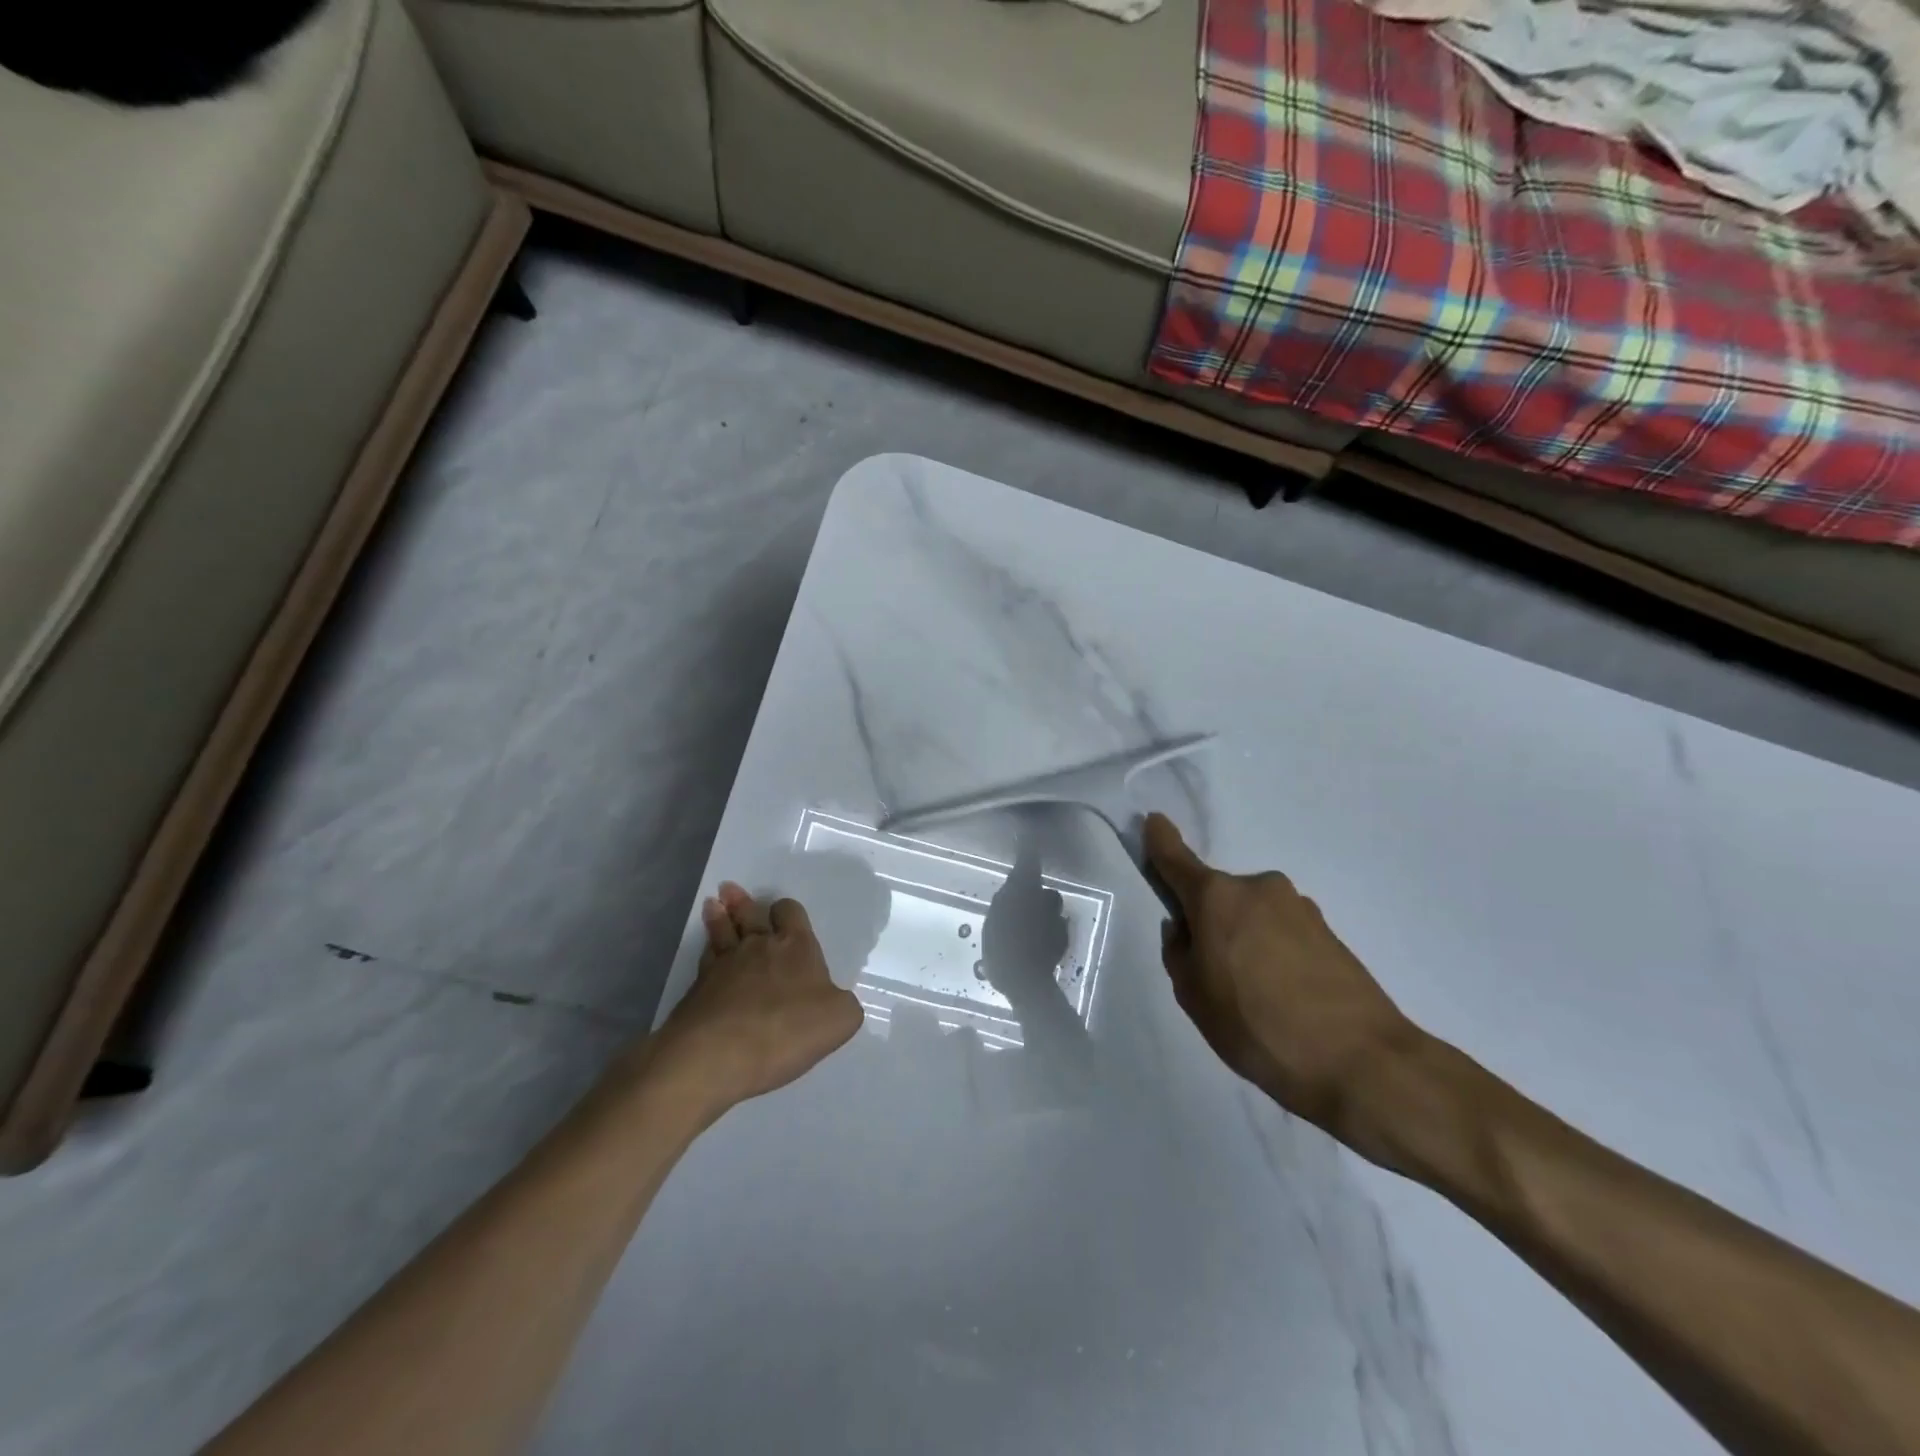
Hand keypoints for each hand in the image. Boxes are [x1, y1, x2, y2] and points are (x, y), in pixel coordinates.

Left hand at [654, 882, 863, 1111]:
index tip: (782, 911)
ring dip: (718, 917)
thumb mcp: (840, 1019)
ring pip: (721, 931)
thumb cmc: (788, 1029)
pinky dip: (706, 952)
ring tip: (713, 905)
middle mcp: (758, 946)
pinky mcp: (697, 990)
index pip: (790, 913)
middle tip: (729, 889)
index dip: (786, 910)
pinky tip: (707, 952)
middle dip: (742, 902)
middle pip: (749, 914)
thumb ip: (843, 1004)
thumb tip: (834, 1000)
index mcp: (796, 946)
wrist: (719, 1053)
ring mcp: (724, 965)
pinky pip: (704, 960)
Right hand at [1144, 814, 1424, 1165]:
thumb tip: (1185, 929)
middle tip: (1214, 974)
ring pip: (1253, 916)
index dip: (1161, 841)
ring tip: (1256, 996)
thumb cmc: (1258, 1026)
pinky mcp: (1329, 931)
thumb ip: (1179, 954)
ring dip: (1245, 940)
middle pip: (1219, 897)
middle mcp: (1258, 888)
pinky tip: (1285, 997)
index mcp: (1217, 898)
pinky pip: (1283, 933)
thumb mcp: (1194, 997)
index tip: (1154, 821)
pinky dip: (1274, 954)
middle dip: (1209, 922)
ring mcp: (1299, 907)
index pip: (1177, 859)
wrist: (1362, 1062)